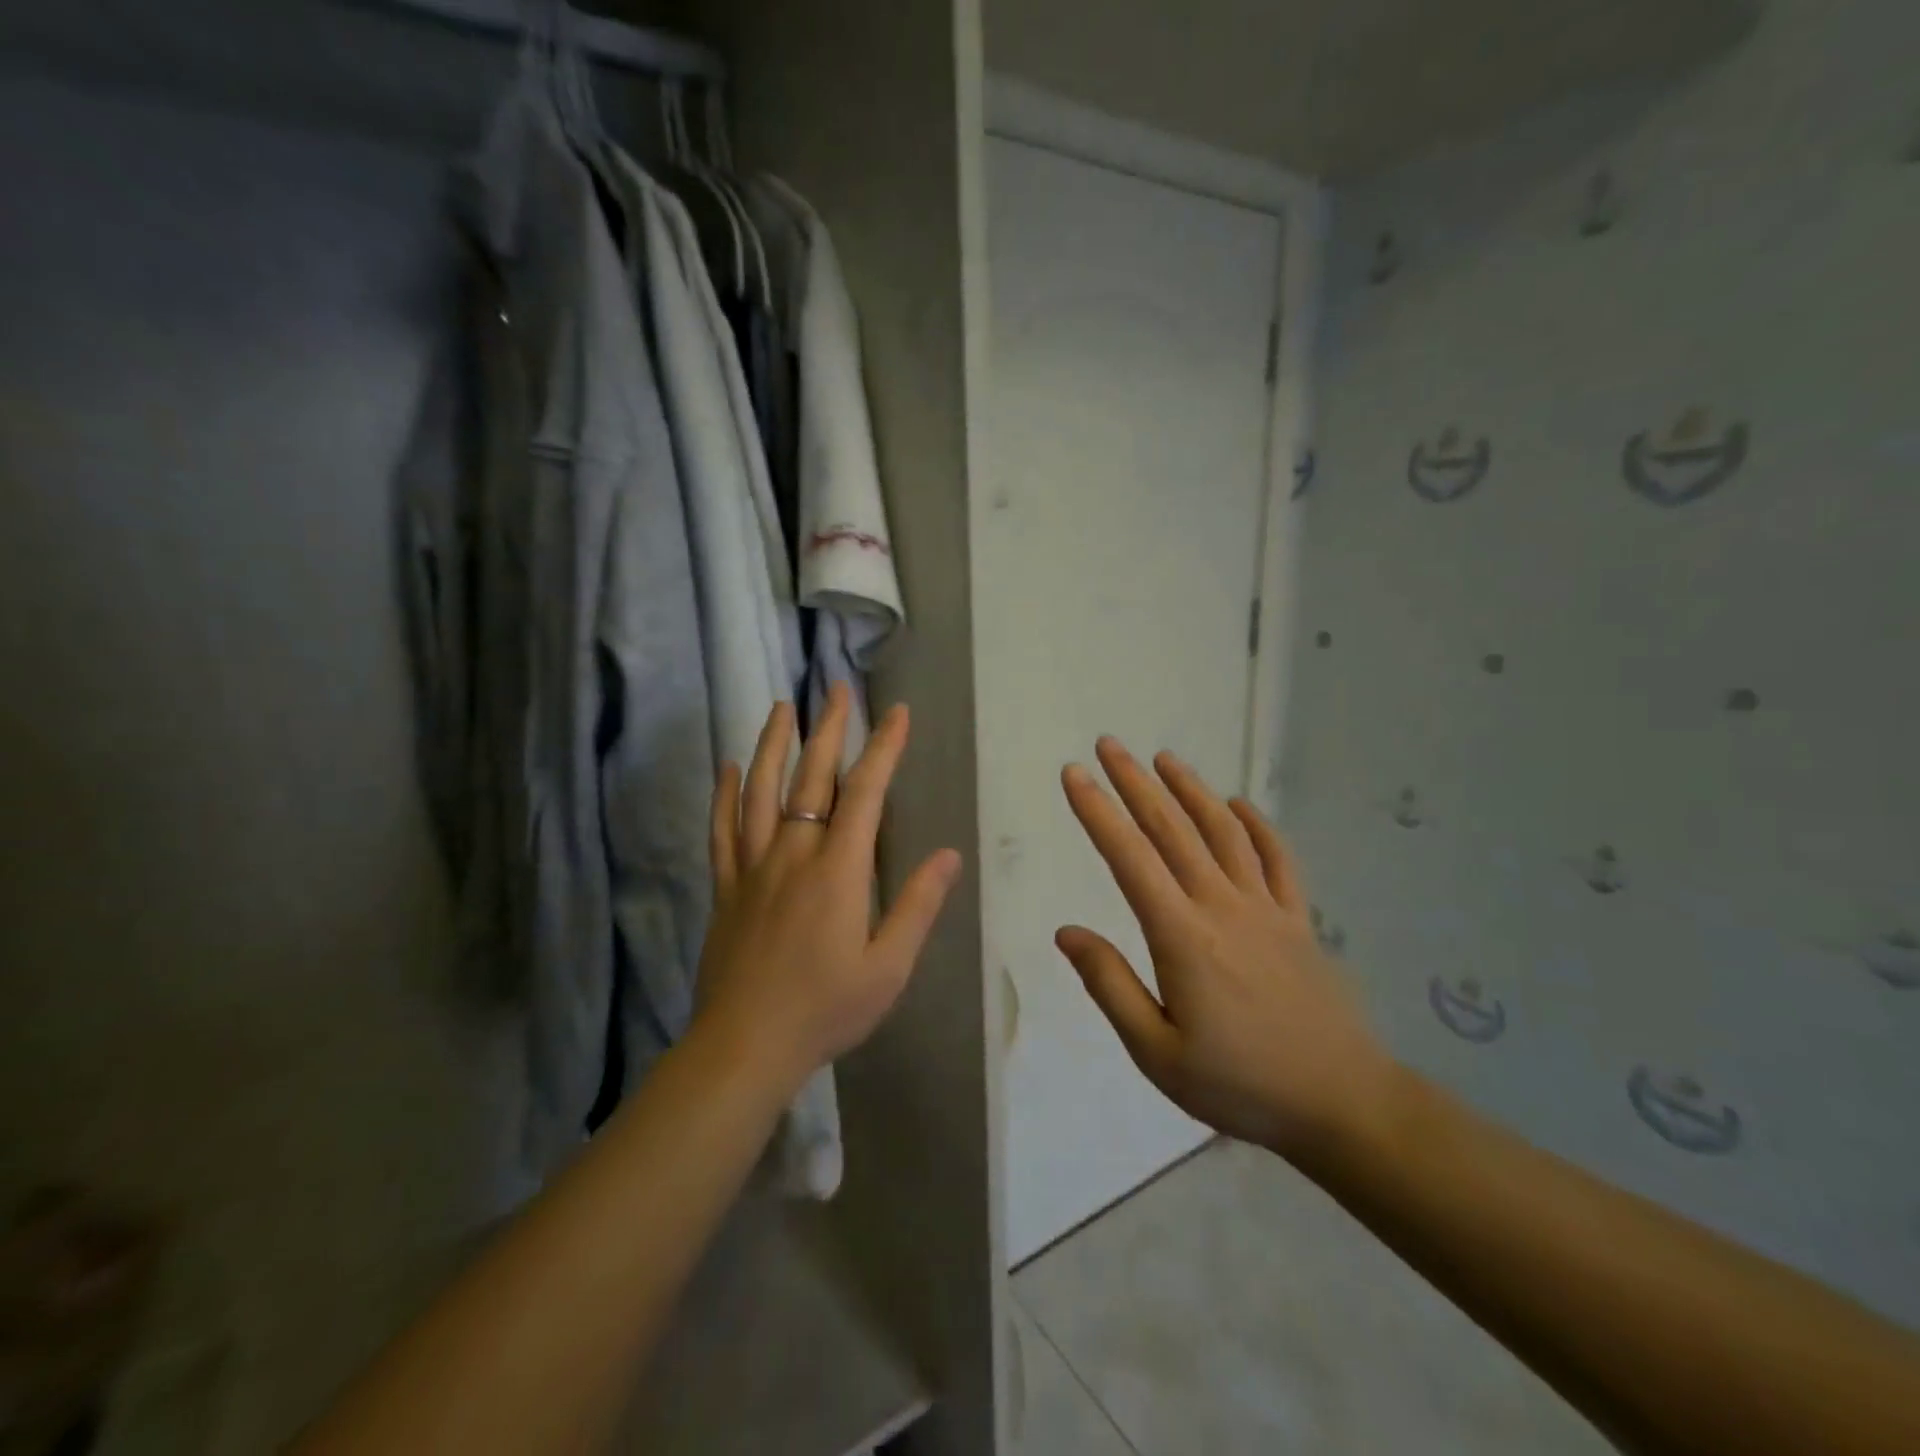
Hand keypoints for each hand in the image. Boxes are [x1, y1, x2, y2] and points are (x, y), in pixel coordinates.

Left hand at [695, 686, 962, 1091]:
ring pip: (762, 792)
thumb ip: (917, 906)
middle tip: (836, 688)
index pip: (864, 794)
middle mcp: (793, 855)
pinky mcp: (725, 888)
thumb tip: (949, 855)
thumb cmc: (826, 1009)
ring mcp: (753, 868)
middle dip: (828, 730)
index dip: (883, 749)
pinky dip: (726, 795)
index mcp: (838, 871)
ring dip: (773, 746)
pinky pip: (723, 831)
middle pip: (811, 779)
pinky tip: (728, 767)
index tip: (896, 713)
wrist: (745, 1047)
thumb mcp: (888, 967)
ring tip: (782, 707)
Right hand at [1057, 738, 1395, 1165]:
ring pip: (1223, 832)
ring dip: (1191, 790)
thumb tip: (1066, 932)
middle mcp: (1222, 906)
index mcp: (1182, 936)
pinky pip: (1278, 860)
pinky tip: (1238, 805)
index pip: (1129, 858)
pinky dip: (1257, 826)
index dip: (1098, 812)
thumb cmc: (1239, 1084)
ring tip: (1164, 759)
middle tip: (1108, 744)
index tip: (1074, 773)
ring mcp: (1267, 908)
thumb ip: (1110, 985)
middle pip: (1171, 830)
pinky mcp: (1299, 920)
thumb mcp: (1157, 1052)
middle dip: (1135, 783)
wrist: (1342, 1104)